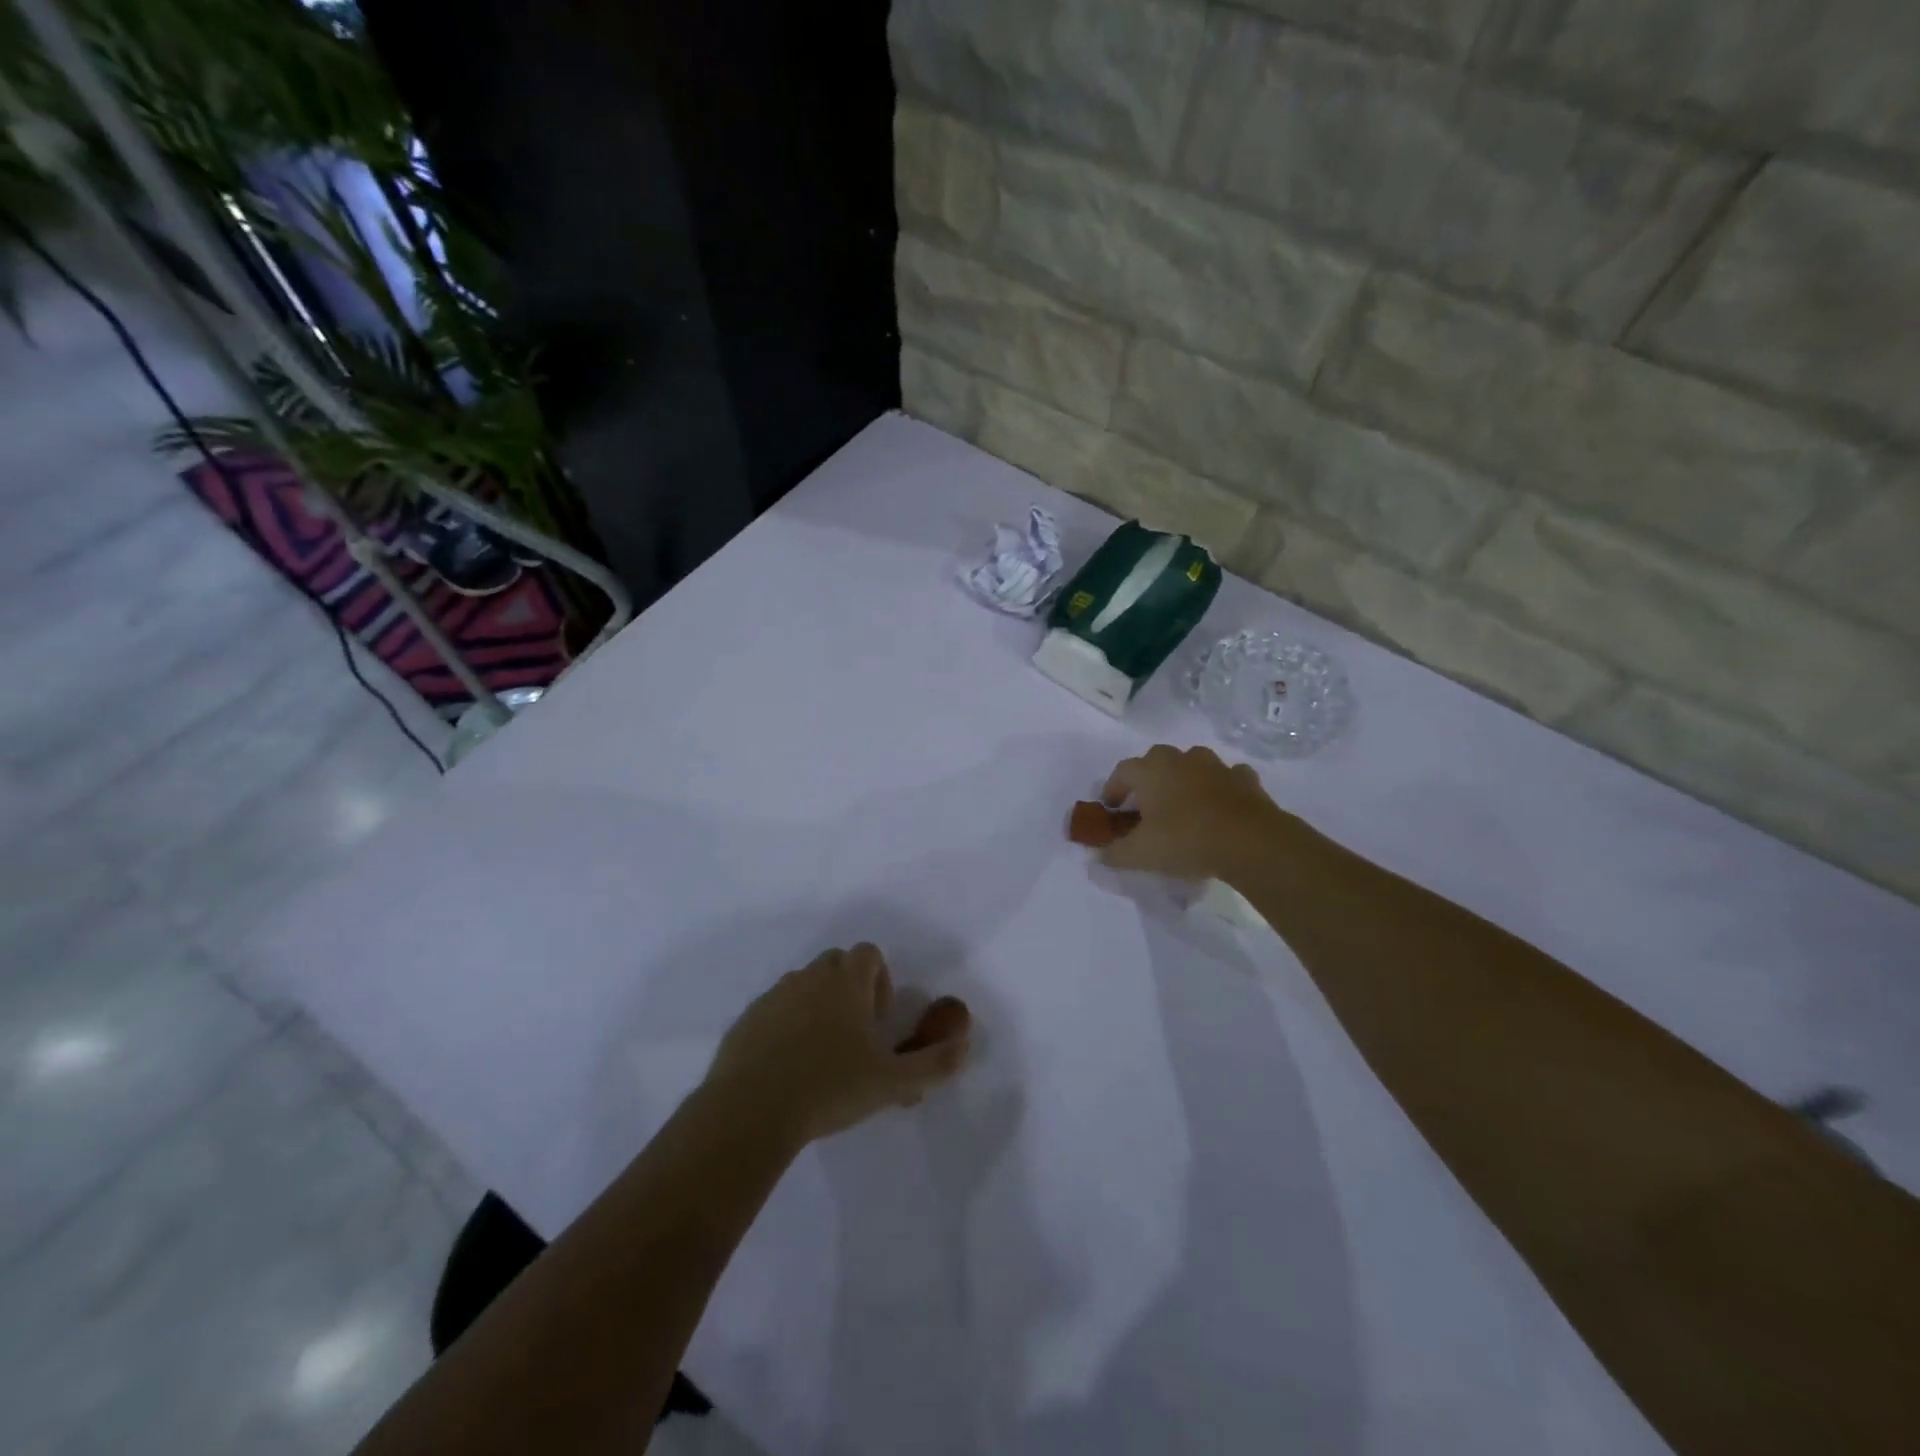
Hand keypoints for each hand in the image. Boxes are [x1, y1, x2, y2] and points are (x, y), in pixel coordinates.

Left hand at [704, 944, 972, 1147]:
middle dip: (850, 990)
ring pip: (804, 986)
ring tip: (821, 1056)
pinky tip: (788, 1068)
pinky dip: (786, 1027)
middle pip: (836, 963)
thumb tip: (964, 1044)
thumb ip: (934, 1063)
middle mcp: (809, 977)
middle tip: (855, 1038)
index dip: (880, 980)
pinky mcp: (747, 1019)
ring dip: (818, 1007)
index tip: (878, 1022)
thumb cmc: (829, 1087)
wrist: (750, 1111)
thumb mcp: (892, 1083)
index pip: (869, 953)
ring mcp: (774, 996)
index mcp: (845, 982)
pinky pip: (774, 1010)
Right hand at [1094, 744, 1290, 880]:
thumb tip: (1098, 855)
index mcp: (1150, 770)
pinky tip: (1219, 808)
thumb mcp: (1140, 854)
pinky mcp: (1245, 779)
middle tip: (1146, 806)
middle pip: (1156, 761)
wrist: (1249, 841)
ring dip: (1185, 780)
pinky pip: (1226, 778)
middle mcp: (1180, 759)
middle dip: (1148, 780)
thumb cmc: (1185, 840)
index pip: (1121, 771)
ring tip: (1183, 806)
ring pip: (1192, 765)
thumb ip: (1114, 853)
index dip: (1113, 789)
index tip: (1111, 809)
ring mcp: (1215, 766)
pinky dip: (1219, 789)